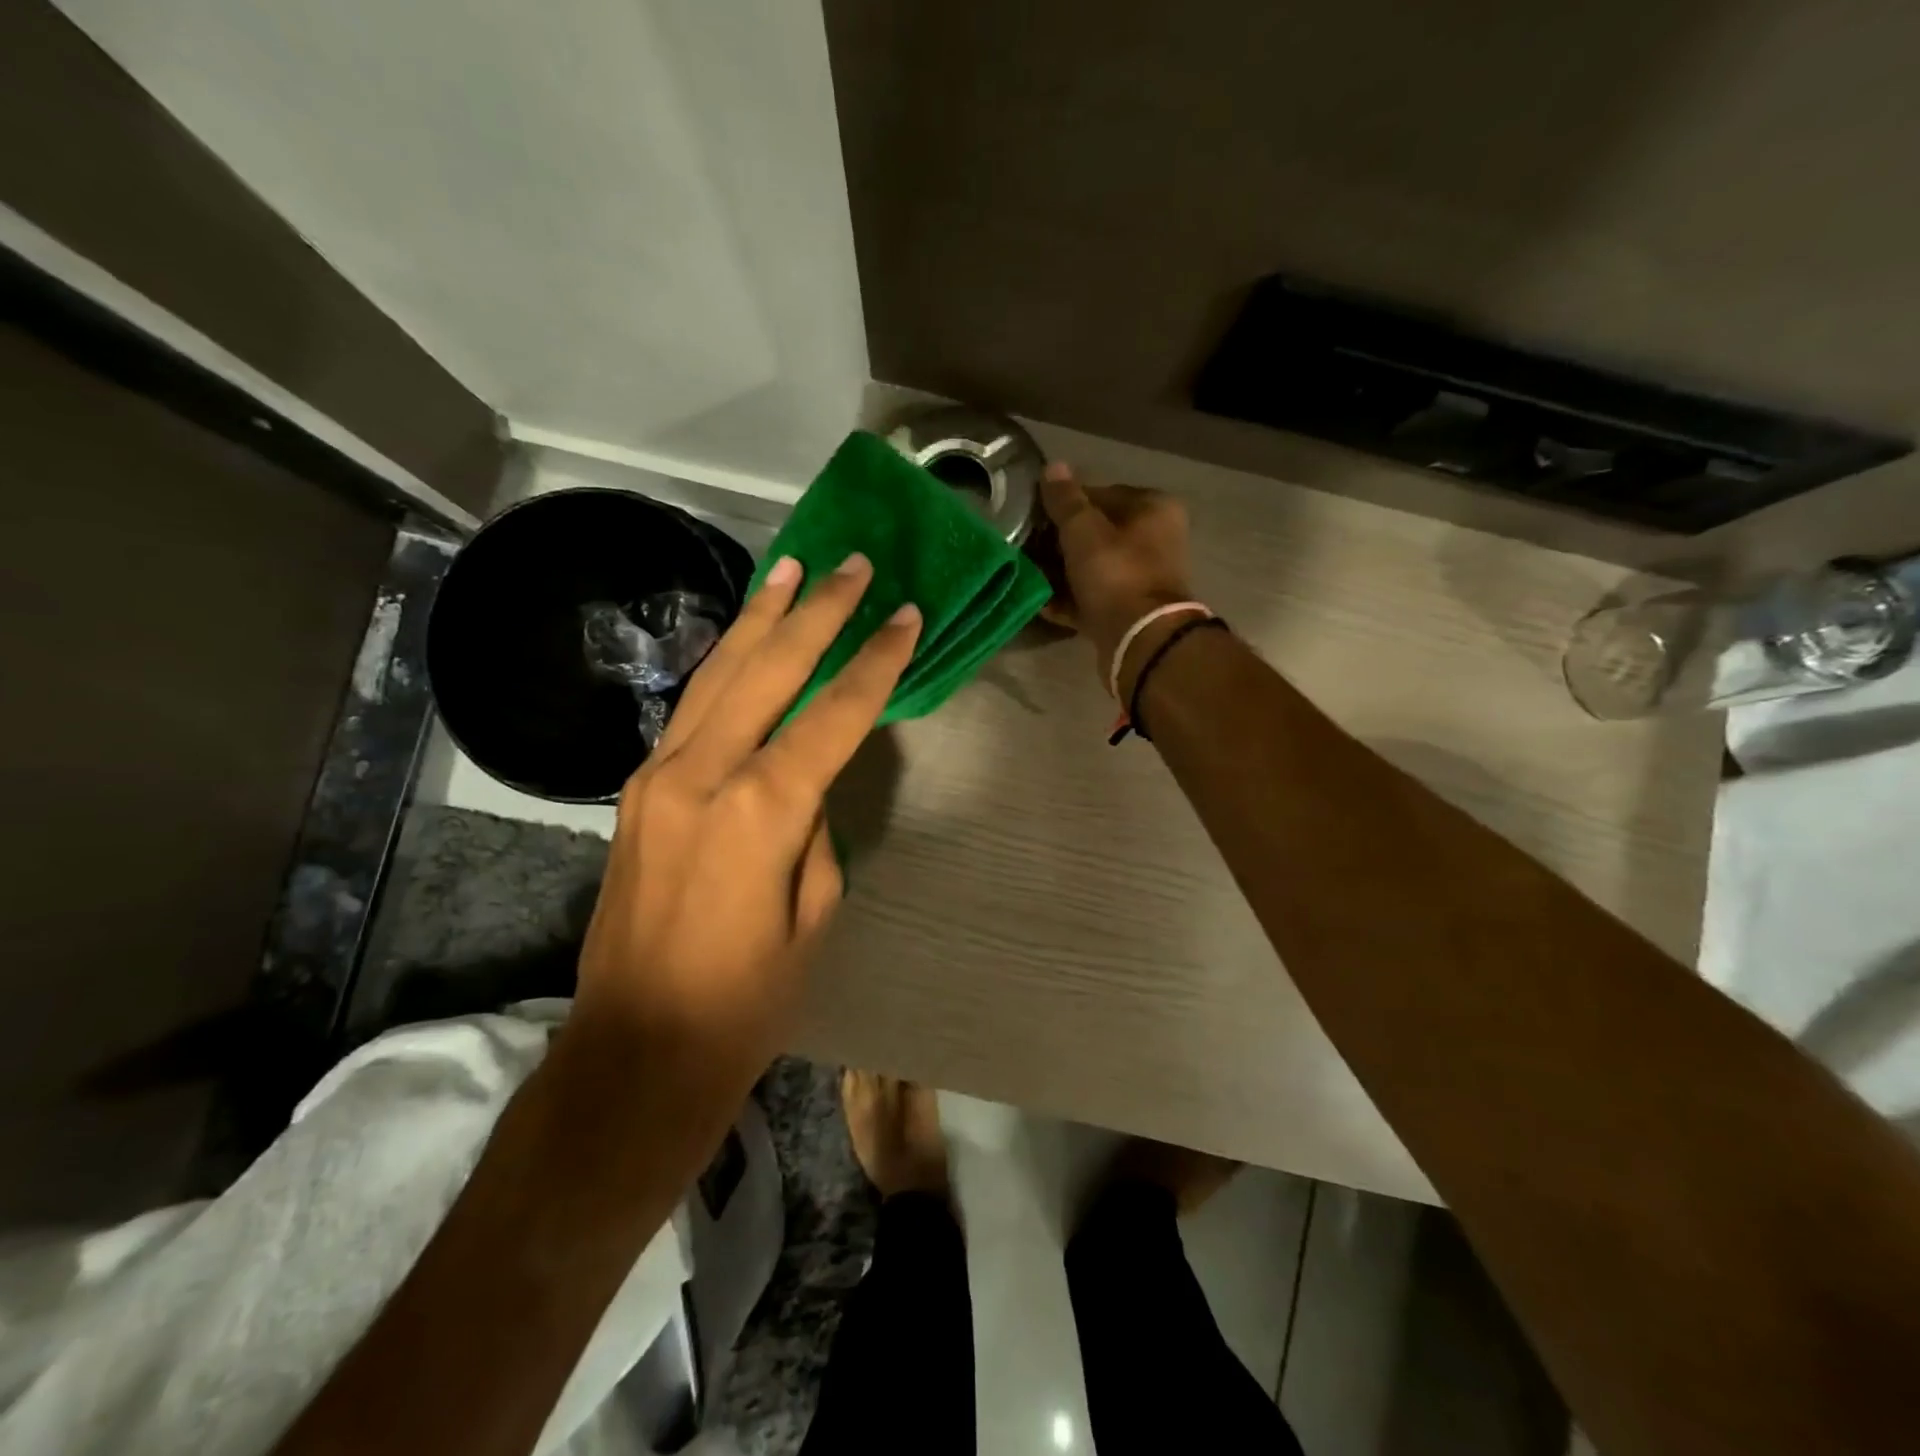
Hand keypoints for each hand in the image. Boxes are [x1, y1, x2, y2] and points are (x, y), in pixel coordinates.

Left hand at [569, 553, 920, 1074]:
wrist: (636, 1048)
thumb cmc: (747, 1000)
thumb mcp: (813, 916)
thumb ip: (814, 830)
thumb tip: (807, 784)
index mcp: (760, 811)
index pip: (832, 715)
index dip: (875, 663)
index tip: (907, 616)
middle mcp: (702, 774)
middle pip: (769, 671)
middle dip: (817, 613)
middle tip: (852, 565)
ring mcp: (658, 776)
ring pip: (719, 675)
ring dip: (761, 619)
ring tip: (791, 569)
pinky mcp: (637, 790)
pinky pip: (691, 708)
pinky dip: (725, 664)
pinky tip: (744, 639)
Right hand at [1038, 463, 1195, 694]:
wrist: (1140, 640)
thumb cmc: (1115, 573)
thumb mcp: (1083, 530)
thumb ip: (1065, 500)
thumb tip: (1052, 467)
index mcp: (1152, 510)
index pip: (1101, 494)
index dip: (1065, 505)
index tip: (1033, 517)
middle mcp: (1154, 541)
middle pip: (1096, 534)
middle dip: (1059, 542)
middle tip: (1025, 547)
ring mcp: (1141, 579)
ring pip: (1091, 568)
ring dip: (1060, 572)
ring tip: (1027, 573)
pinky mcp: (1127, 612)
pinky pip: (1090, 598)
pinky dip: (1067, 599)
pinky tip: (1039, 601)